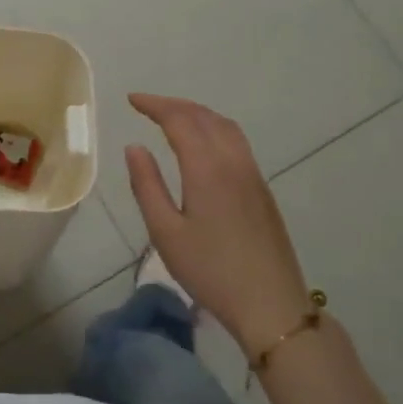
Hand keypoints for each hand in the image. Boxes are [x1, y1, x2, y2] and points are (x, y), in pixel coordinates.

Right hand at [124, 93, 317, 355]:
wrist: (270, 304)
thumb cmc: (211, 270)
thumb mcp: (165, 232)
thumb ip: (147, 185)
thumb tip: (134, 147)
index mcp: (207, 168)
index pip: (179, 120)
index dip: (154, 105)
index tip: (132, 100)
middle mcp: (233, 161)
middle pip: (204, 116)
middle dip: (174, 105)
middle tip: (147, 105)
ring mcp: (252, 174)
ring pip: (225, 126)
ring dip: (197, 113)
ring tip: (173, 117)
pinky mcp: (262, 189)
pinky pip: (236, 141)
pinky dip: (214, 128)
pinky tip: (203, 144)